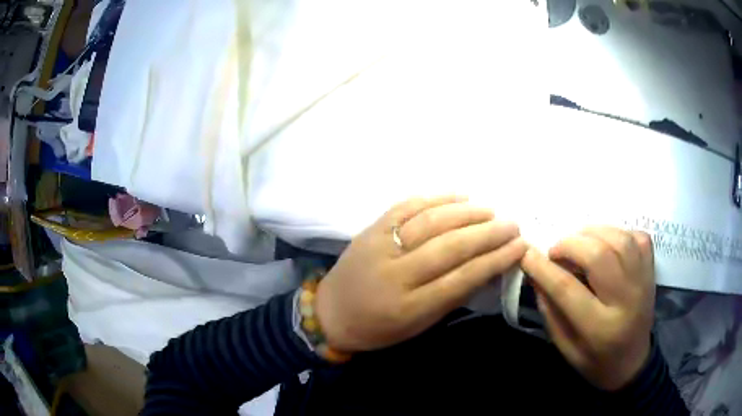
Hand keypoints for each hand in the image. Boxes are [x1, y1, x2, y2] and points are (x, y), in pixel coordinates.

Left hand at [315, 196, 526, 352]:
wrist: (330, 312)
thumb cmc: (377, 328)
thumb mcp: (417, 326)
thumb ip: (451, 297)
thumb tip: (486, 267)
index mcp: (409, 306)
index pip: (461, 278)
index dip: (495, 260)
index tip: (519, 246)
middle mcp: (395, 272)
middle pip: (450, 246)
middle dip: (487, 233)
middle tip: (512, 224)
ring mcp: (380, 246)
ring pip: (430, 222)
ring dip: (466, 213)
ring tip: (491, 211)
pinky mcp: (370, 229)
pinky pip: (406, 207)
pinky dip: (434, 198)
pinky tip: (457, 196)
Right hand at [521, 227, 654, 390]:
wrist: (633, 362)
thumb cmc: (596, 360)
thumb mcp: (565, 348)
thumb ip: (551, 311)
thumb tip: (536, 274)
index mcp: (600, 329)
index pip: (568, 289)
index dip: (544, 269)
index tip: (526, 255)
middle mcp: (626, 301)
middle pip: (599, 256)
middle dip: (570, 245)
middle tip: (556, 251)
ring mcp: (643, 282)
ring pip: (620, 240)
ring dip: (593, 233)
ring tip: (579, 242)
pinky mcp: (651, 270)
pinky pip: (637, 237)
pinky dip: (618, 232)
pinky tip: (606, 243)